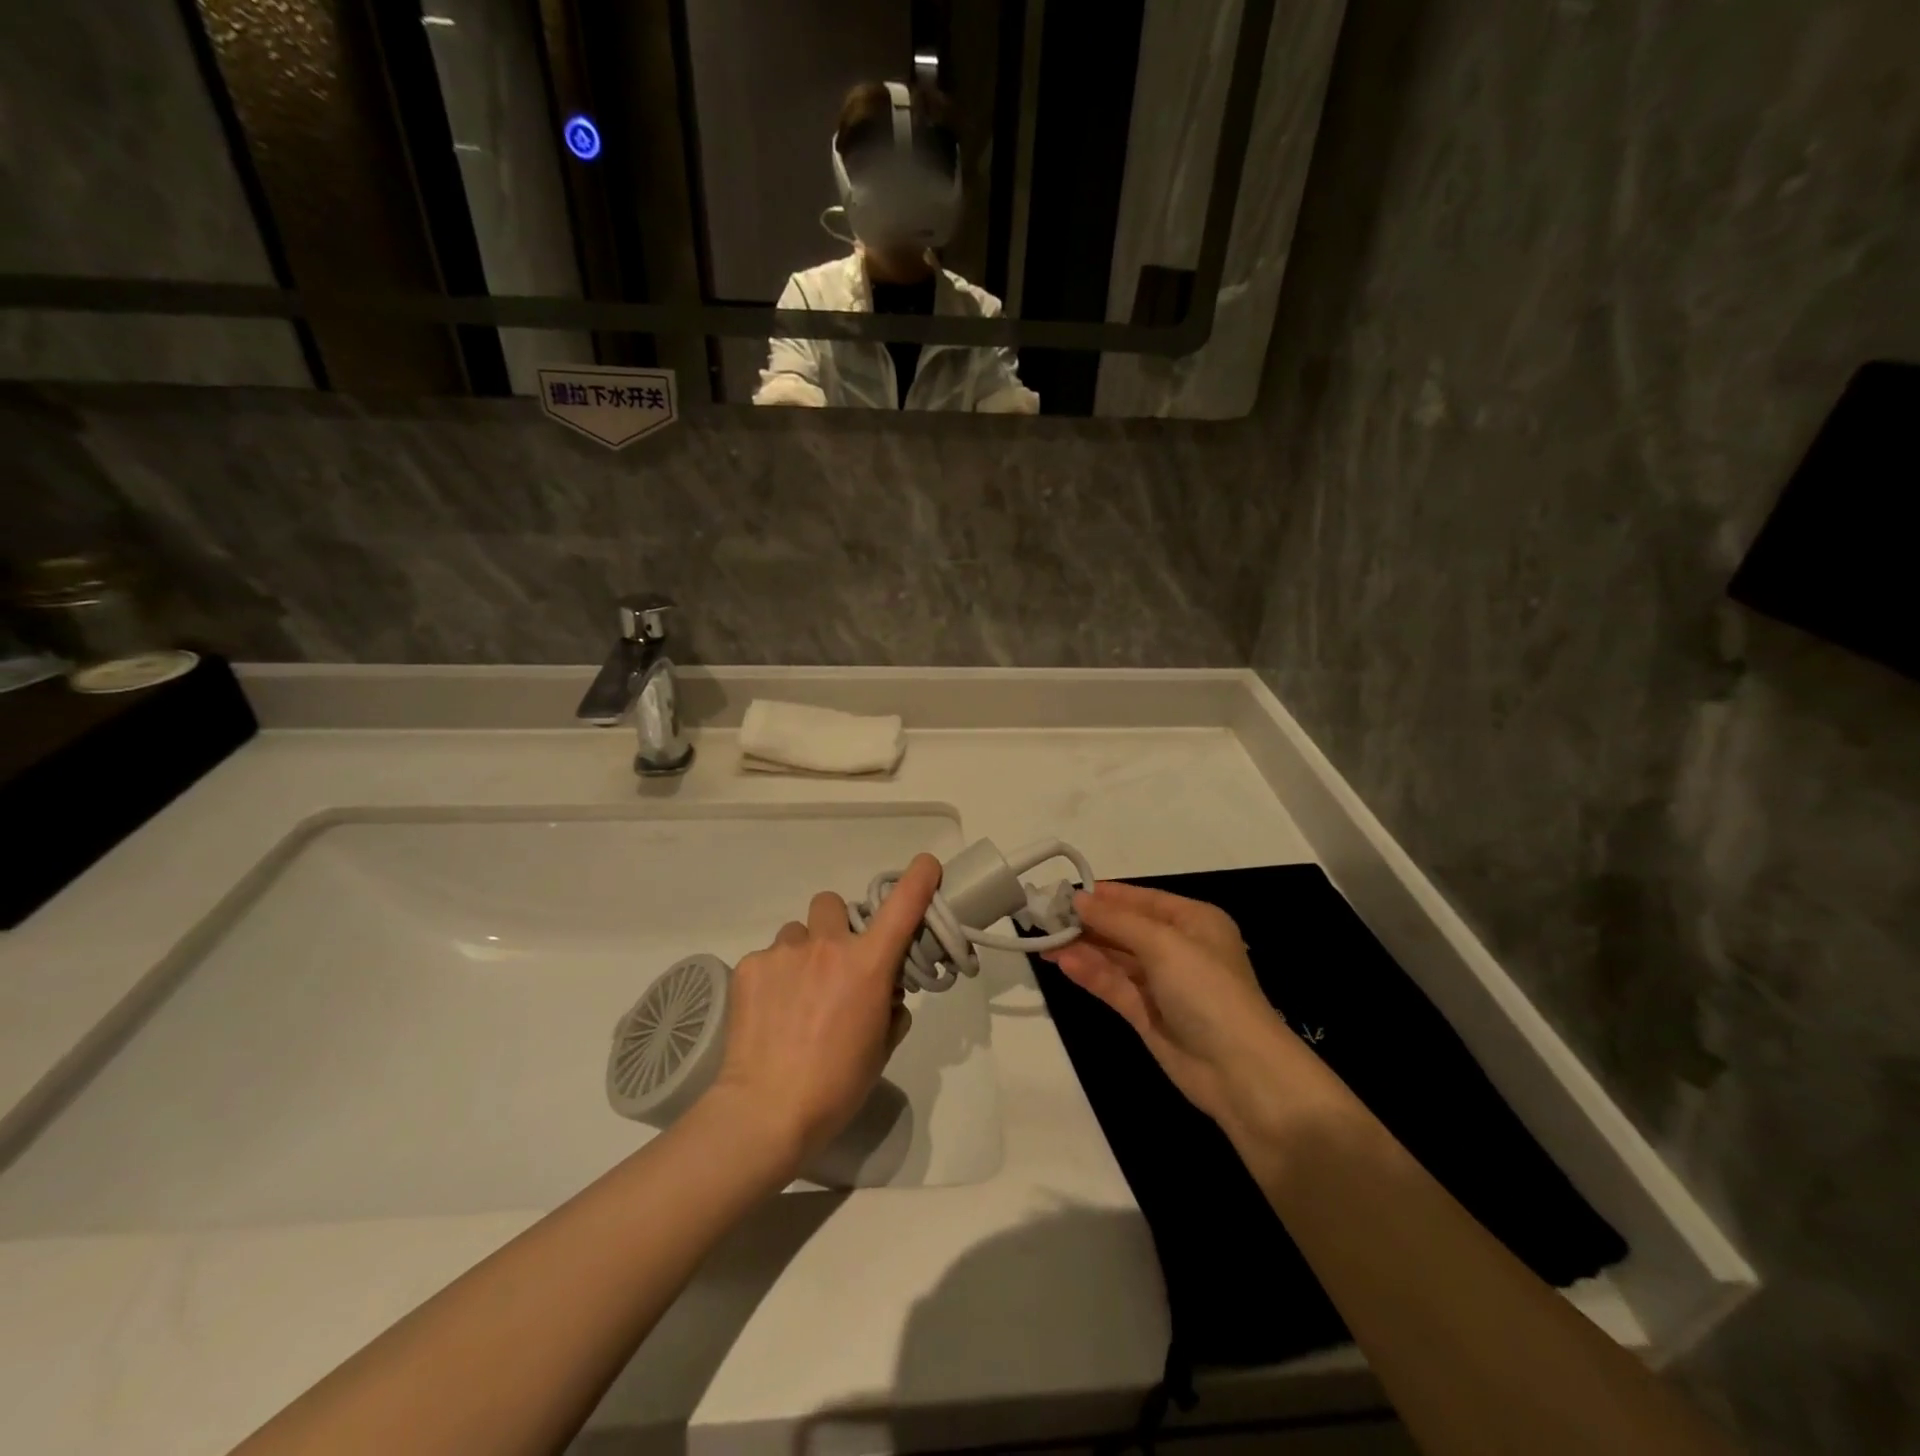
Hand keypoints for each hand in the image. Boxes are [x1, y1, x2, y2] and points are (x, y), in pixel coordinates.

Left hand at [707, 854, 941, 1171]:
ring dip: (803, 953)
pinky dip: (774, 977)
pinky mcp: (749, 966)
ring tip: (795, 995)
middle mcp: (827, 945)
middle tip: (833, 963)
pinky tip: (769, 1012)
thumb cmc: (837, 1085)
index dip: (918, 878)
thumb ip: (890, 1007)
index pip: (902, 905)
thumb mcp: (882, 1047)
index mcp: (868, 964)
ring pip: (797, 932)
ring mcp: (784, 952)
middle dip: (837, 925)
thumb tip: (883, 992)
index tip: (926, 866)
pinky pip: (768, 957)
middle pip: (833, 903)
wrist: (766, 1110)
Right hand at [1043, 882, 1299, 1136]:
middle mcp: (1178, 948)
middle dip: (1088, 923)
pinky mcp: (1147, 1015)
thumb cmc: (1207, 989)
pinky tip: (1063, 963)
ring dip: (1083, 948)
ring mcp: (1162, 984)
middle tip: (1044, 918)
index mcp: (1193, 921)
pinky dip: (1090, 974)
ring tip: (1044, 942)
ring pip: (1115, 958)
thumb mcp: (1163, 943)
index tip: (1064, 892)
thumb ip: (1115, 920)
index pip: (1141, 899)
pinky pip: (1114, 986)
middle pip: (1125, 928)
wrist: (1239, 1071)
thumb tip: (1077, 898)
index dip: (1105, 895)